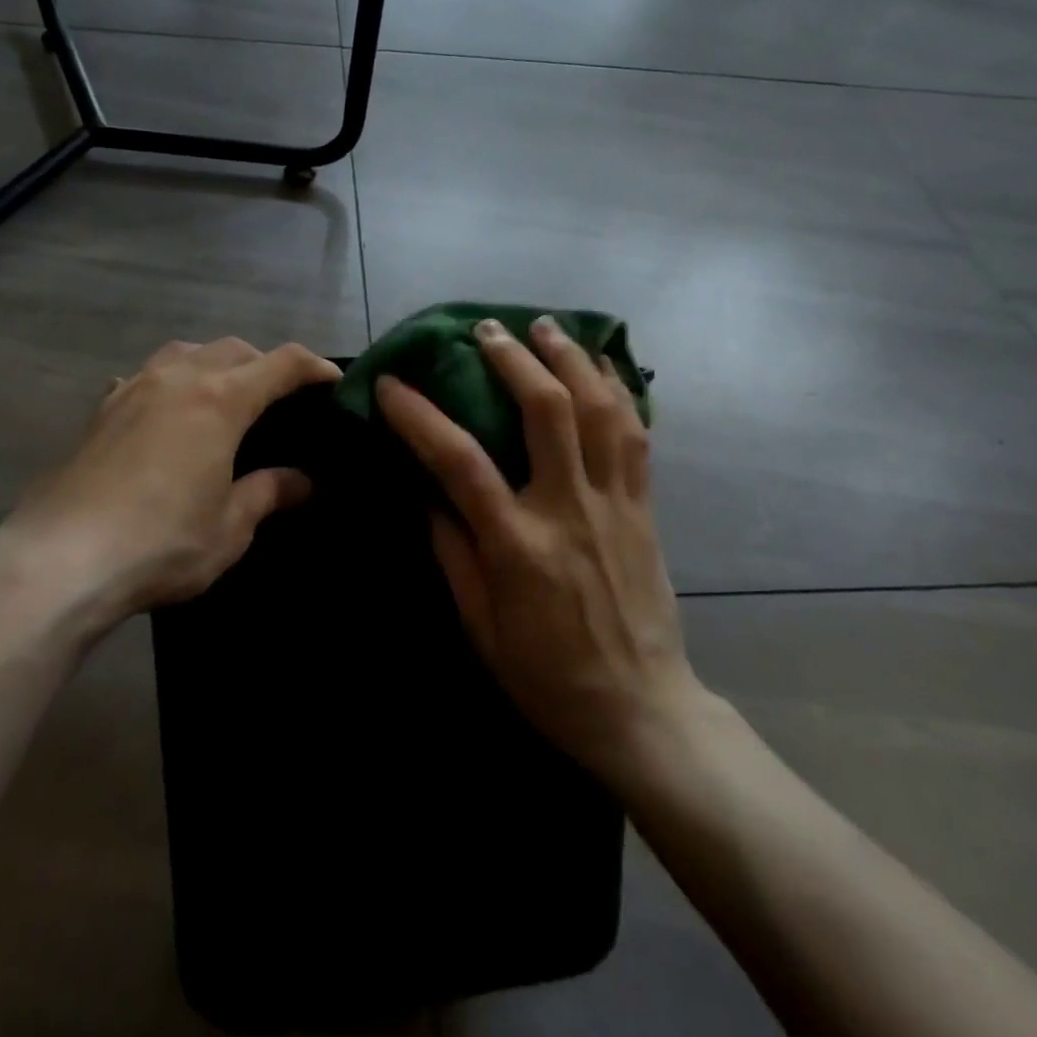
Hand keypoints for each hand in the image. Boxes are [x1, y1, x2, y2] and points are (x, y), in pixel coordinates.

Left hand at [0, 338, 340, 634]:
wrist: (59, 560)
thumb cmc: (160, 543)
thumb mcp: (229, 527)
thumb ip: (268, 493)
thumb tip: (304, 482)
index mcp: (219, 400)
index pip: (281, 363)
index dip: (314, 367)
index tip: (333, 380)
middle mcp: (178, 379)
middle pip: (234, 348)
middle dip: (265, 363)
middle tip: (281, 397)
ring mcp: (133, 389)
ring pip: (185, 350)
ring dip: (215, 361)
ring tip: (224, 393)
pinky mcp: (101, 410)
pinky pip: (145, 375)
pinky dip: (169, 380)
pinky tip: (165, 410)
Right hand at [375, 316, 701, 782]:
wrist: (640, 710)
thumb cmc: (546, 676)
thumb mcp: (480, 626)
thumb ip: (453, 552)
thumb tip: (429, 493)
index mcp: (517, 545)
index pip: (459, 461)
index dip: (419, 415)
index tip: (392, 384)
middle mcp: (569, 510)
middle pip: (546, 411)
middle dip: (513, 359)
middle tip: (486, 330)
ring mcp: (614, 504)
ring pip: (600, 410)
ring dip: (572, 359)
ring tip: (547, 327)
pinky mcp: (644, 508)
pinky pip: (636, 436)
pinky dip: (618, 391)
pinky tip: (603, 365)